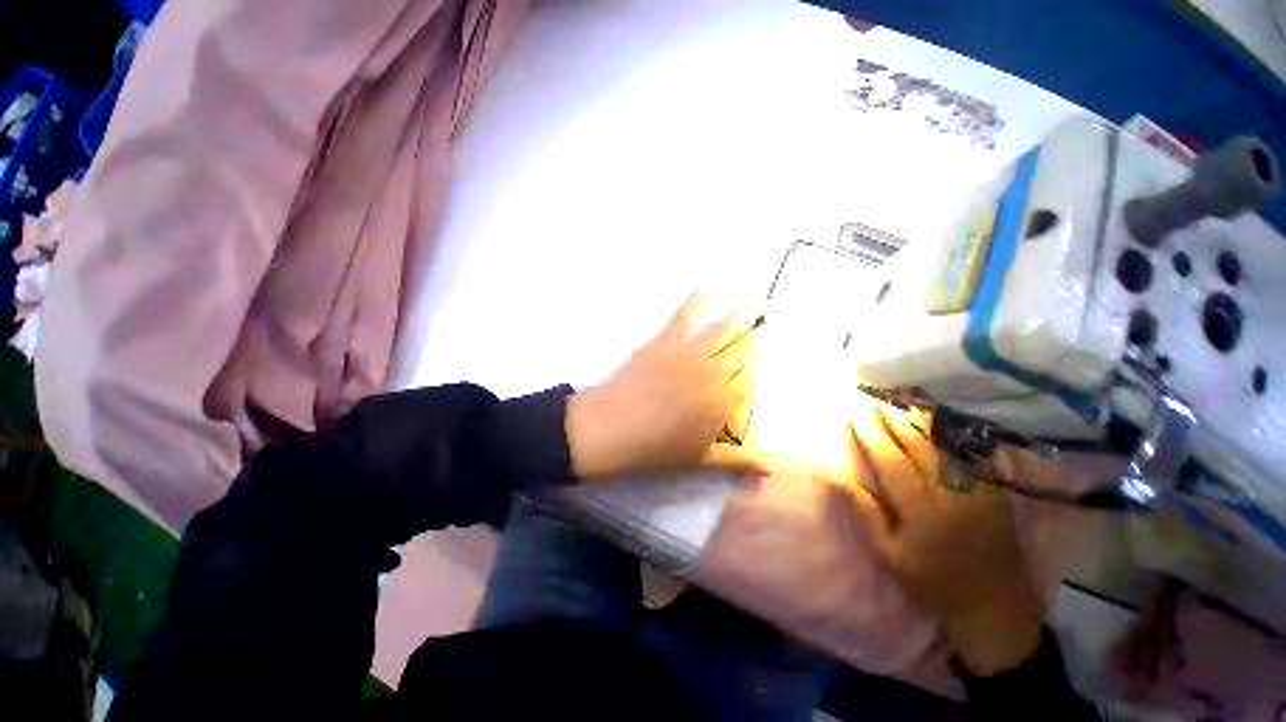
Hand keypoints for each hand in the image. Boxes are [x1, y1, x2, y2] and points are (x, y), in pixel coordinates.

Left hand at [566, 294, 762, 479]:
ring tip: (756, 303)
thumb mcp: (699, 460)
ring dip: (740, 316)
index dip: (753, 383)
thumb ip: (736, 459)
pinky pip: (683, 318)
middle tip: (767, 330)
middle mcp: (713, 374)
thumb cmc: (655, 448)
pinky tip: (705, 291)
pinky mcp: (665, 342)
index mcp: (723, 404)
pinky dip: (695, 303)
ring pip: (721, 332)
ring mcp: (688, 354)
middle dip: (756, 342)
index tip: (757, 378)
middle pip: (741, 355)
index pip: (747, 388)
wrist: (611, 427)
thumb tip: (769, 465)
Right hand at [847, 400, 1042, 674]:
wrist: (995, 606)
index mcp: (922, 511)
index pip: (890, 461)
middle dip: (892, 417)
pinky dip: (952, 432)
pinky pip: (972, 453)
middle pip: (917, 445)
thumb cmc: (933, 582)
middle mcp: (951, 493)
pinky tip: (939, 417)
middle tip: (873, 395)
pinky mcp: (994, 490)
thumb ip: (866, 513)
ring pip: (945, 444)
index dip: (869, 435)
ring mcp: (978, 489)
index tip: (853, 412)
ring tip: (901, 397)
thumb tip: (838, 477)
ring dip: (920, 418)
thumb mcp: (890, 554)